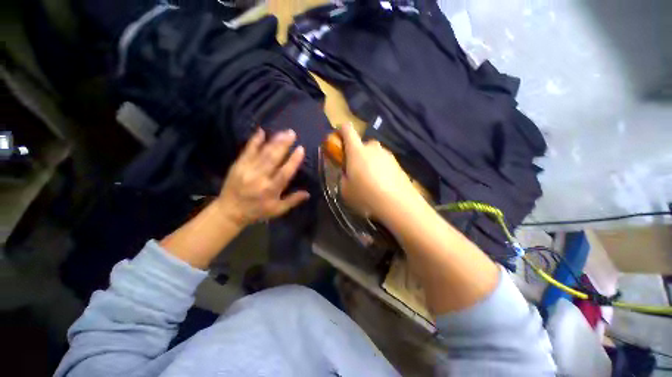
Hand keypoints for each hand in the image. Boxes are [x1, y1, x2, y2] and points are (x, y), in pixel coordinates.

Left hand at [215, 128, 309, 227]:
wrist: (229, 211)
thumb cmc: (257, 211)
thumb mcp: (277, 210)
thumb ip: (293, 201)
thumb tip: (308, 193)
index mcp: (270, 190)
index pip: (284, 173)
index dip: (293, 161)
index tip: (301, 149)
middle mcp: (259, 178)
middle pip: (273, 159)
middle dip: (283, 145)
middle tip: (292, 133)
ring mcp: (247, 170)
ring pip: (262, 153)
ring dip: (273, 141)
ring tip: (283, 132)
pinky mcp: (238, 165)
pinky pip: (247, 151)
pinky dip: (254, 141)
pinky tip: (261, 131)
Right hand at [339, 123, 420, 219]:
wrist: (397, 203)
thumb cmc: (366, 195)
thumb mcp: (345, 190)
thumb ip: (343, 176)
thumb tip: (347, 172)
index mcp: (356, 150)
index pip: (347, 129)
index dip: (340, 131)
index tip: (338, 141)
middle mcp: (372, 147)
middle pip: (361, 144)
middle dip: (356, 154)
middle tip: (356, 172)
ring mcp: (387, 154)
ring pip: (373, 154)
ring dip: (369, 162)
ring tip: (371, 181)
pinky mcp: (397, 162)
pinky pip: (383, 161)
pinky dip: (380, 168)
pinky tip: (382, 184)